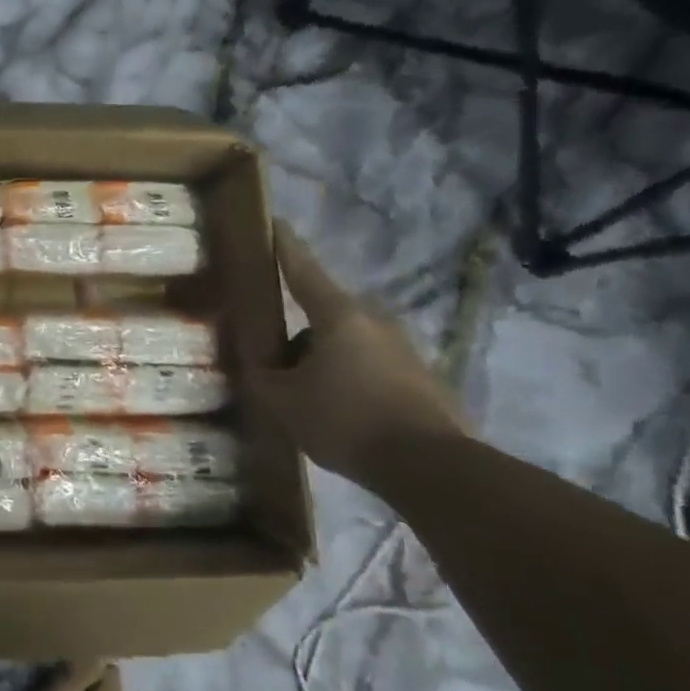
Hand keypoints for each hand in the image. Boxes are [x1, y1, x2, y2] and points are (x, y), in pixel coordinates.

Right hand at [245, 227, 465, 479]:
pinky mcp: (421, 379)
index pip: (303, 270)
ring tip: (305, 397)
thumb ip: (263, 376)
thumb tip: (258, 364)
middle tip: (275, 359)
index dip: (285, 247)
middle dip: (298, 333)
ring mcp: (404, 350)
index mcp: (338, 316)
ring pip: (347, 344)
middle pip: (324, 315)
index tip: (275, 222)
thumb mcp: (284, 401)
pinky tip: (338, 414)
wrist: (431, 468)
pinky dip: (350, 381)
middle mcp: (375, 322)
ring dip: (323, 360)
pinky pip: (370, 369)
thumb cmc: (346, 420)